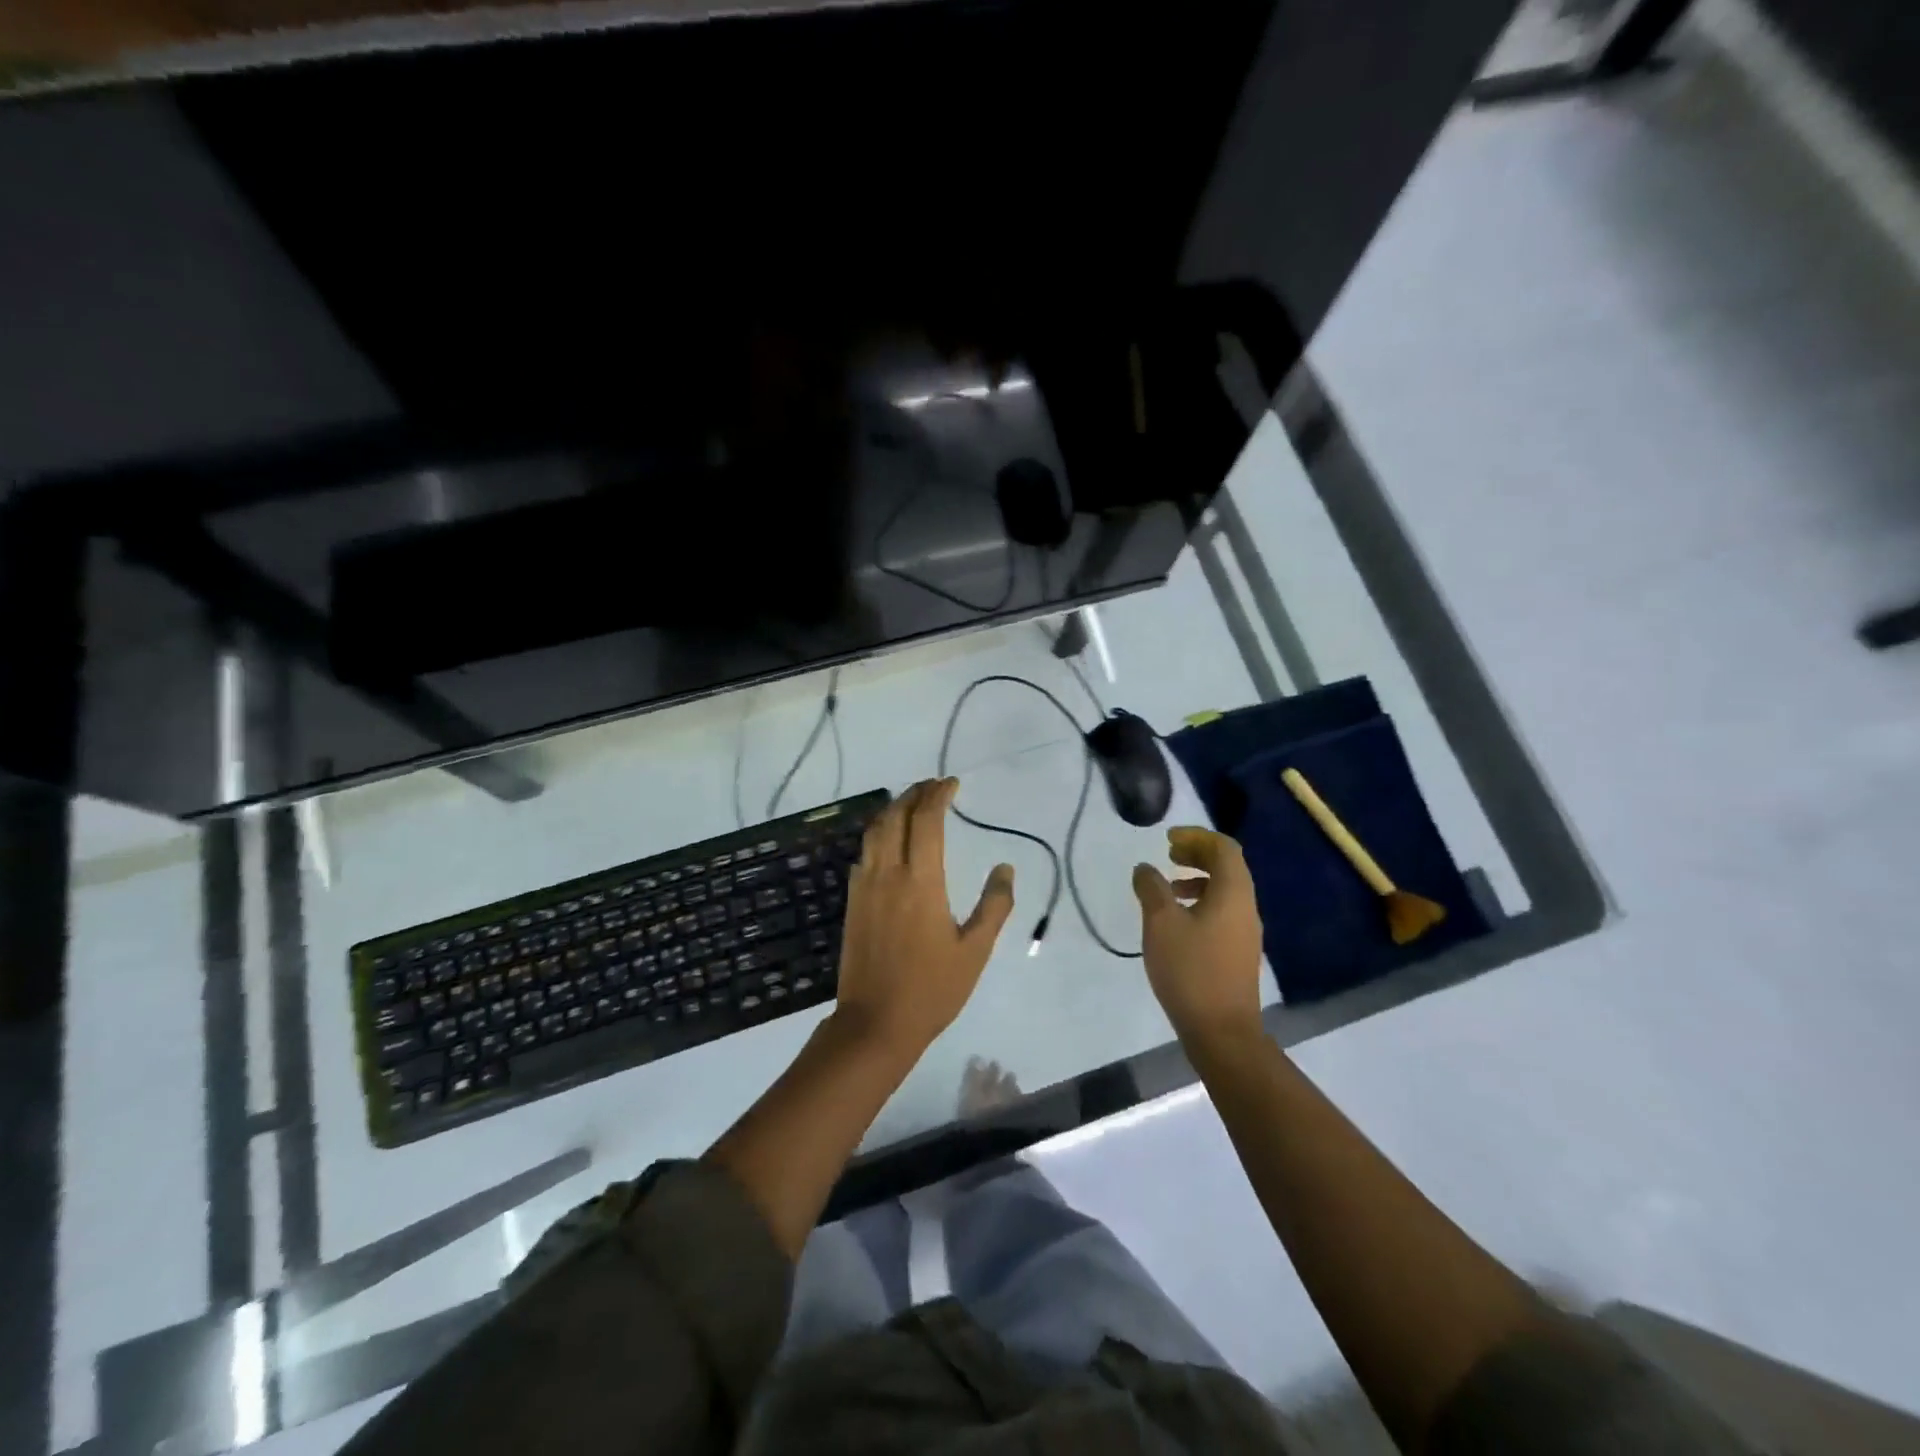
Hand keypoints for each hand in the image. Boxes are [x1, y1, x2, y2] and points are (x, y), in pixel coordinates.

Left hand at [834, 779, 1015, 1059]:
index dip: (938, 795)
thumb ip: (994, 906)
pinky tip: (890, 842)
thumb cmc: (932, 989)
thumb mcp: (975, 951)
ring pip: (874, 831)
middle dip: (915, 793)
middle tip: (934, 785)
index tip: (952, 783)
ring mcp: (865, 886)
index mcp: (921, 881)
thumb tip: (1005, 868)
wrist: (875, 1023)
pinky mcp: (853, 901)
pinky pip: (864, 853)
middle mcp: (888, 874)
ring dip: (894, 809)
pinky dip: (879, 834)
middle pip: (896, 816)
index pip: (926, 820)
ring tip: (913, 802)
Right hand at [1133, 827, 1264, 1044]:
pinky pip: (1223, 911)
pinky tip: (1177, 921)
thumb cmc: (1190, 970)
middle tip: (1169, 854)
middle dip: (1198, 854)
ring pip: (1225, 890)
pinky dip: (1201, 902)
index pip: (1224, 848)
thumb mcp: (1161, 924)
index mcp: (1233, 893)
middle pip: (1228, 866)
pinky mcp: (1238, 952)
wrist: (1221, 1031)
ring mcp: (1245, 932)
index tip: (1168, 839)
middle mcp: (1246, 907)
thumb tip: (1145, 868)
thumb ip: (1151, 889)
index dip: (1197, 836)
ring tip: (1169, 886)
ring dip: (1198, 879)